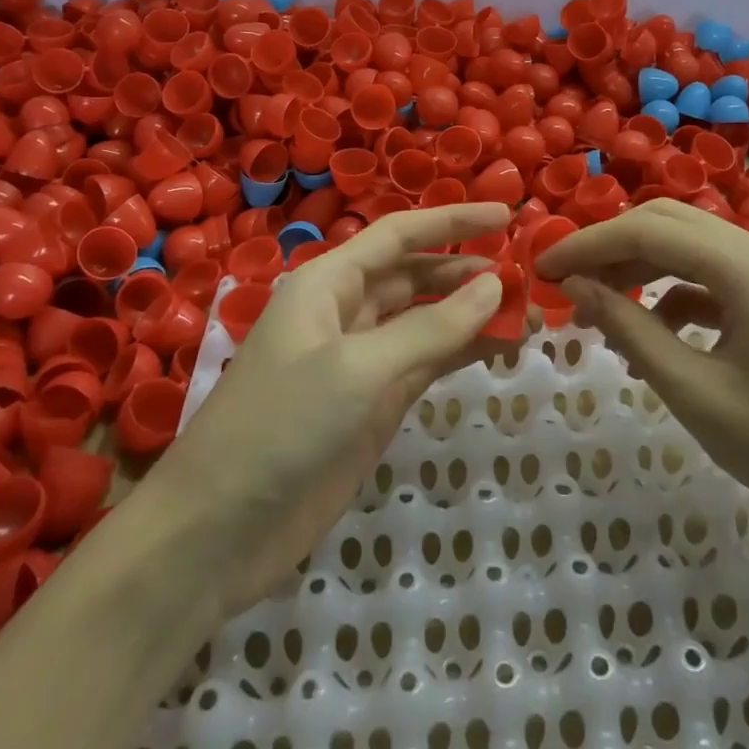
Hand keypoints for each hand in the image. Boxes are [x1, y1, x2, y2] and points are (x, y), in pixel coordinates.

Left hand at [151, 203, 517, 615]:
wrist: (219, 531)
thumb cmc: (280, 427)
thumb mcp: (356, 369)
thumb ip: (429, 327)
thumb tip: (495, 286)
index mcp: (327, 283)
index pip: (399, 236)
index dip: (453, 222)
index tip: (507, 217)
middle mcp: (345, 312)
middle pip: (416, 275)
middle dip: (468, 271)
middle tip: (529, 272)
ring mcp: (361, 361)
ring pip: (427, 321)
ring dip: (473, 314)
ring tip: (529, 312)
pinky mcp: (372, 405)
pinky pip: (427, 364)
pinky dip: (463, 353)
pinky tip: (502, 349)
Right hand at [536, 199, 748, 539]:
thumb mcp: (695, 393)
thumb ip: (630, 331)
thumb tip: (576, 287)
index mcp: (747, 269)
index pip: (647, 232)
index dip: (587, 244)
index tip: (542, 266)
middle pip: (668, 222)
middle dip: (610, 244)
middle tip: (565, 279)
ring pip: (689, 243)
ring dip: (640, 264)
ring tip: (598, 305)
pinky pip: (713, 273)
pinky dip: (673, 289)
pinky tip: (653, 329)